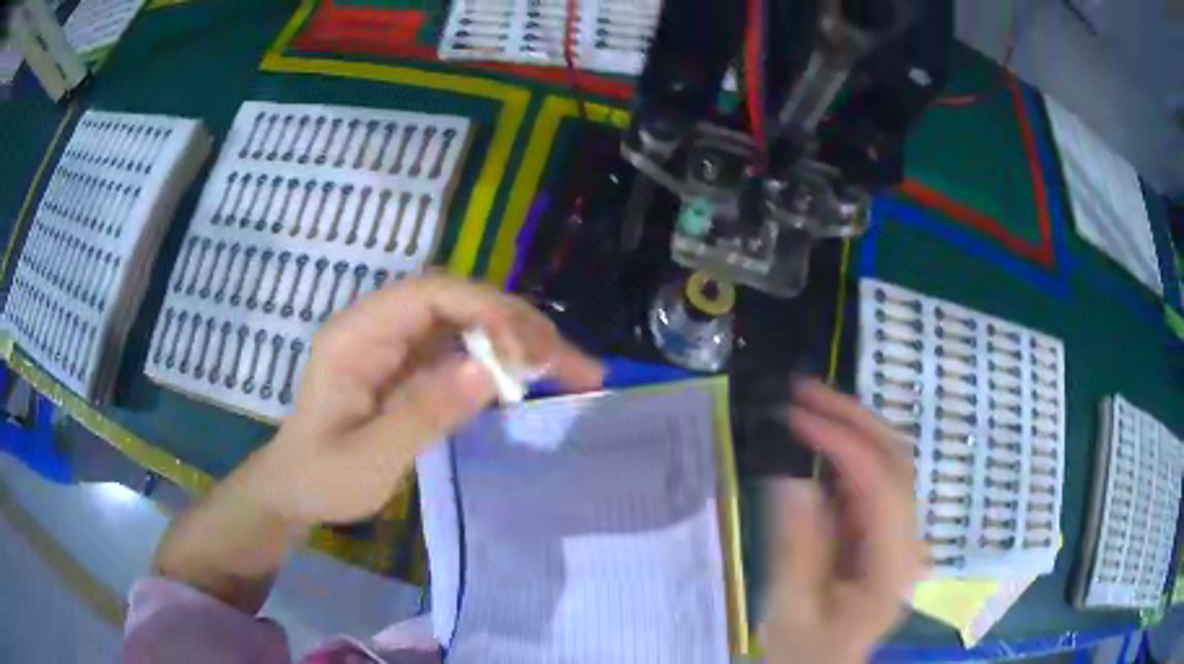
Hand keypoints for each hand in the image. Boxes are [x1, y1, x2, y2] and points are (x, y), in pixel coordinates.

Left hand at [241, 274, 603, 526]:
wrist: (296, 490)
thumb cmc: (322, 478)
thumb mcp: (370, 459)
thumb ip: (425, 415)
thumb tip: (490, 374)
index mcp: (356, 335)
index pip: (429, 294)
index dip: (485, 311)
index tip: (529, 355)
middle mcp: (380, 327)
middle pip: (458, 302)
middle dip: (517, 324)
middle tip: (569, 362)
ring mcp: (397, 346)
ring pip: (468, 323)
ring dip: (520, 340)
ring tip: (568, 368)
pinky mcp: (411, 368)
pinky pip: (464, 351)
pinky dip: (502, 362)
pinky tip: (533, 379)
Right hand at [764, 379, 924, 663]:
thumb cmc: (805, 650)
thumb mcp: (790, 609)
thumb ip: (797, 547)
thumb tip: (793, 477)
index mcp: (893, 566)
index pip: (882, 484)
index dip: (844, 440)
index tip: (796, 415)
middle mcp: (908, 540)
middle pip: (897, 459)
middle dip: (852, 417)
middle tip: (801, 390)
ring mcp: (900, 533)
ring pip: (889, 460)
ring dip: (851, 426)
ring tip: (806, 404)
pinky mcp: (884, 531)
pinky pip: (871, 478)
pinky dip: (845, 450)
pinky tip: (817, 439)